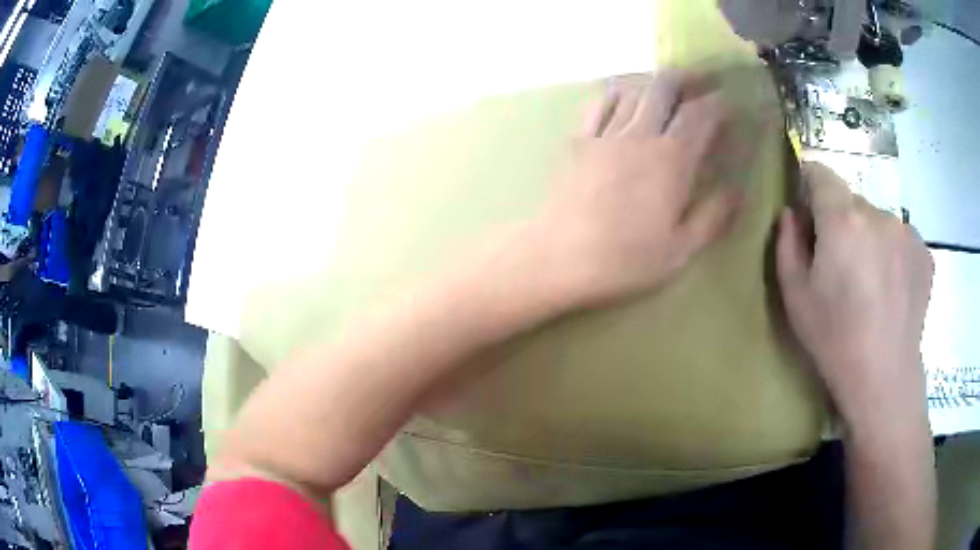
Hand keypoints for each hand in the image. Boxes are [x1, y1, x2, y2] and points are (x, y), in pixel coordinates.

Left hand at [537, 70, 743, 306]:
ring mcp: (604, 133)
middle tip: (700, 84)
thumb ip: (713, 216)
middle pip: (663, 87)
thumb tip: (738, 189)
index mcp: (671, 159)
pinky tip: (623, 99)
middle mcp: (639, 134)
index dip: (718, 103)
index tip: (729, 103)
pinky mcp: (578, 140)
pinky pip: (600, 103)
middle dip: (686, 79)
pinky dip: (617, 93)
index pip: (700, 114)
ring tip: (667, 90)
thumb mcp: (680, 250)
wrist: (557, 259)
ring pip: (632, 89)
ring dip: (653, 83)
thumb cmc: (624, 261)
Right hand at [776, 163, 933, 432]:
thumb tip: (792, 214)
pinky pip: (901, 239)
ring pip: (879, 221)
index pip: (821, 173)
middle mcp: (878, 213)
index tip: (807, 208)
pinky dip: (893, 254)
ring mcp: (906, 231)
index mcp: (843, 220)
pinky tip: (892, 290)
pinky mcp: (924, 251)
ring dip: (870, 239)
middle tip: (842, 266)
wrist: (884, 378)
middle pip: (852, 202)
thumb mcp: (795, 296)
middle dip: (842, 222)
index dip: (809, 183)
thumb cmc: (834, 339)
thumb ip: (787, 244)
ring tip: (871, 284)